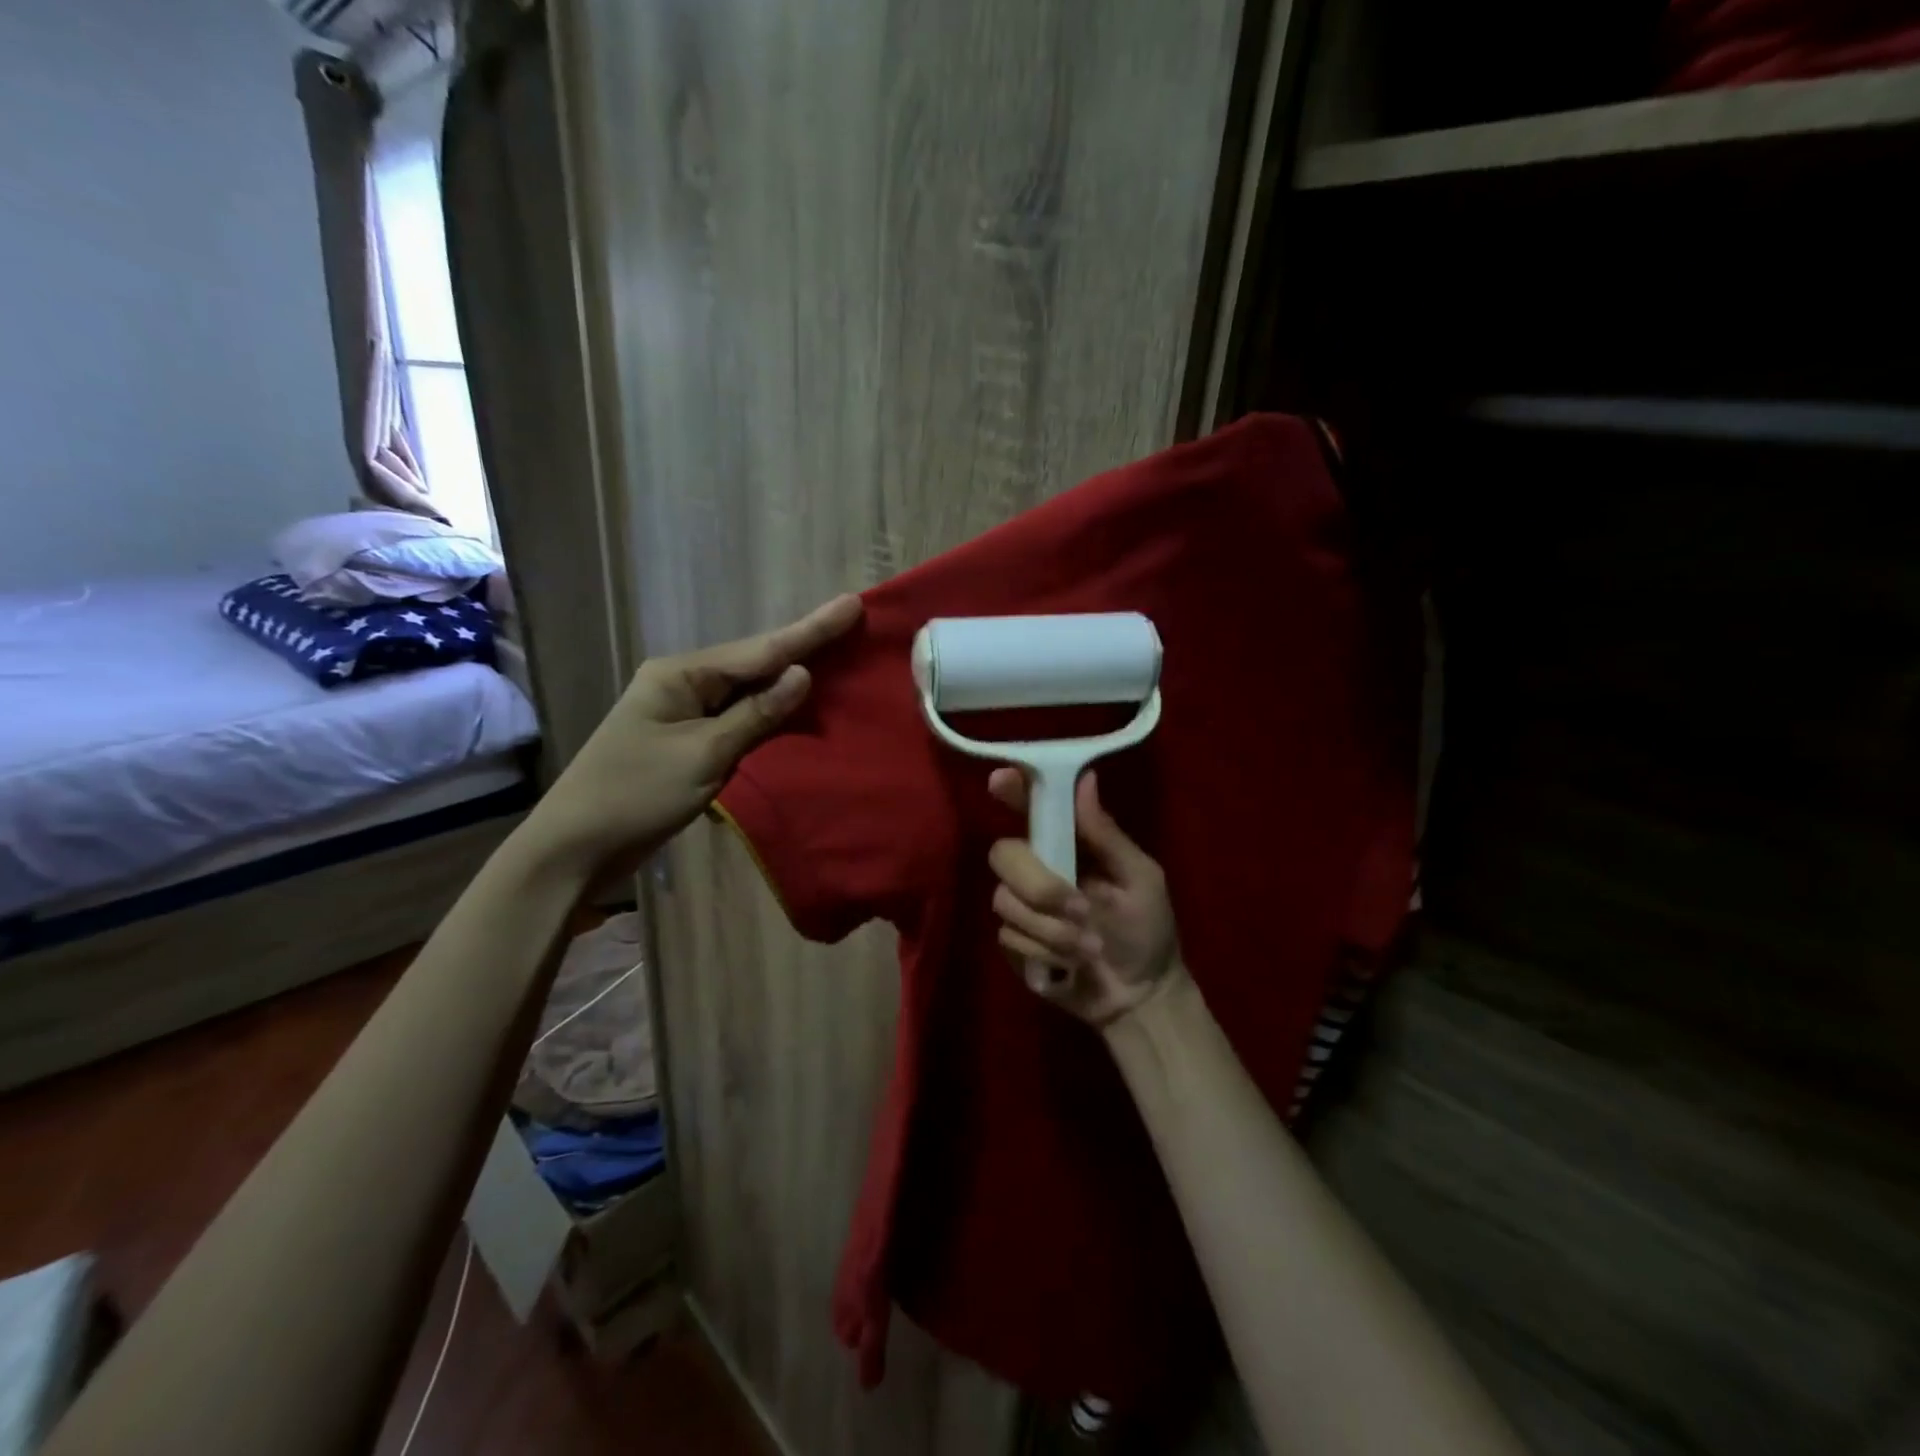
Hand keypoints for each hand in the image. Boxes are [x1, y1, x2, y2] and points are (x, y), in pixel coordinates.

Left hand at [532, 594, 863, 876]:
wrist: (576, 846)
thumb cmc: (636, 794)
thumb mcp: (703, 754)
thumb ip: (757, 714)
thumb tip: (802, 674)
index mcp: (682, 674)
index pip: (760, 650)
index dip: (811, 630)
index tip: (852, 603)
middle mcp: (684, 682)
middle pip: (755, 661)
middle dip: (804, 645)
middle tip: (851, 622)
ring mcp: (684, 711)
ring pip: (749, 689)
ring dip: (790, 678)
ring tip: (837, 656)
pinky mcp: (688, 739)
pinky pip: (740, 716)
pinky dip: (771, 712)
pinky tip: (798, 705)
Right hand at [987, 769, 1182, 1027]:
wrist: (1140, 996)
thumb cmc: (1147, 930)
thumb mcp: (1140, 879)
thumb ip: (1108, 835)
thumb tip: (1086, 778)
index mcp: (1068, 845)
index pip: (1031, 807)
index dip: (1011, 791)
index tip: (1000, 782)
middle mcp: (1037, 868)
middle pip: (1004, 854)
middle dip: (1041, 886)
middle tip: (1081, 909)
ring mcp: (1020, 906)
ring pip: (1005, 900)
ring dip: (1052, 929)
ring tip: (1090, 949)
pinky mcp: (1013, 943)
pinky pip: (1008, 936)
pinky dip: (1045, 951)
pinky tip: (1070, 965)